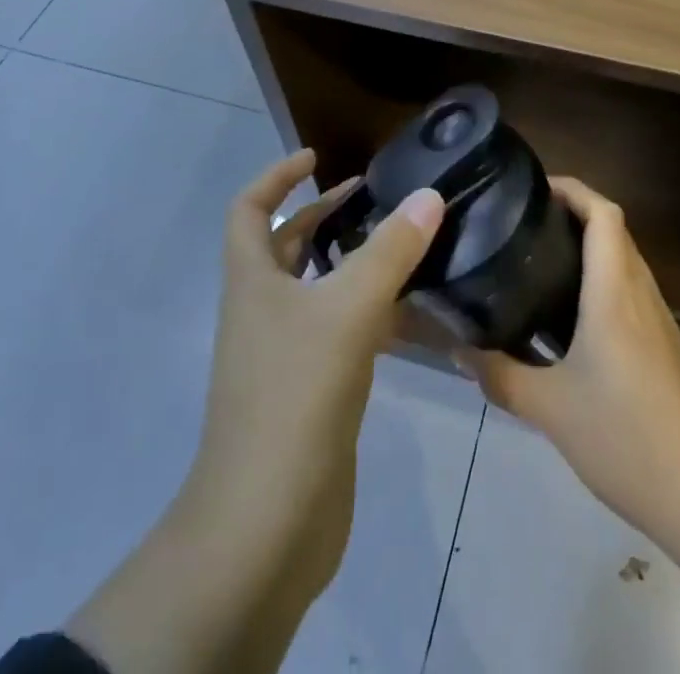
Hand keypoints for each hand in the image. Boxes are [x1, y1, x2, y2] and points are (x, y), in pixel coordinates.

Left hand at [68, 150, 443, 673]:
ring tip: (406, 246)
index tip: (315, 157)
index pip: (251, 208)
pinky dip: (372, 315)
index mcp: (252, 280)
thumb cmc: (294, 395)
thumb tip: (429, 195)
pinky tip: (414, 314)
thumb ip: (390, 252)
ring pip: (319, 290)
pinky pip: (341, 334)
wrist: (267, 522)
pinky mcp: (311, 392)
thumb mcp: (347, 311)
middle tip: (375, 199)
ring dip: (354, 264)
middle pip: (288, 246)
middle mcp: (262, 310)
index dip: (277, 176)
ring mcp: (285, 354)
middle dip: (325, 216)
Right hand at [460, 177, 679, 621]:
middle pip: (613, 230)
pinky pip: (630, 292)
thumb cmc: (629, 439)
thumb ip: (501, 377)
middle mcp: (640, 293)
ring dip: (589, 247)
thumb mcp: (552, 411)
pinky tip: (571, 316)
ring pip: (623, 261)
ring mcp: (659, 320)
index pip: (603, 213)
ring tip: (539, 260)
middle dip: (573, 213)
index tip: (534, 186)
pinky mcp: (666, 347)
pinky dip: (601, 281)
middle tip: (524, 222)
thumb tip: (458, 350)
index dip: (572, 188)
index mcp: (614, 292)